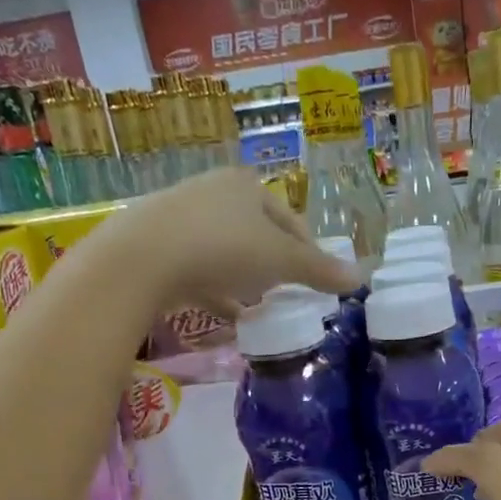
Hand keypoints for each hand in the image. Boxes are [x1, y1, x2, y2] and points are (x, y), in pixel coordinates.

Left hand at [104, 168, 357, 318]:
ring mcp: (181, 217)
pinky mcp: (157, 246)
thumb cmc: (222, 248)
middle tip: (286, 294)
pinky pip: (198, 269)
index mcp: (247, 186)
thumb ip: (318, 271)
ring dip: (244, 279)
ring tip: (258, 307)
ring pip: (226, 251)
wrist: (141, 259)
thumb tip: (359, 278)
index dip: (307, 252)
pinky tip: (227, 314)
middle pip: (257, 234)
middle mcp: (213, 192)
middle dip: (273, 266)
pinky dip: (216, 289)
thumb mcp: (279, 261)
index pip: (290, 220)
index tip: (314, 282)